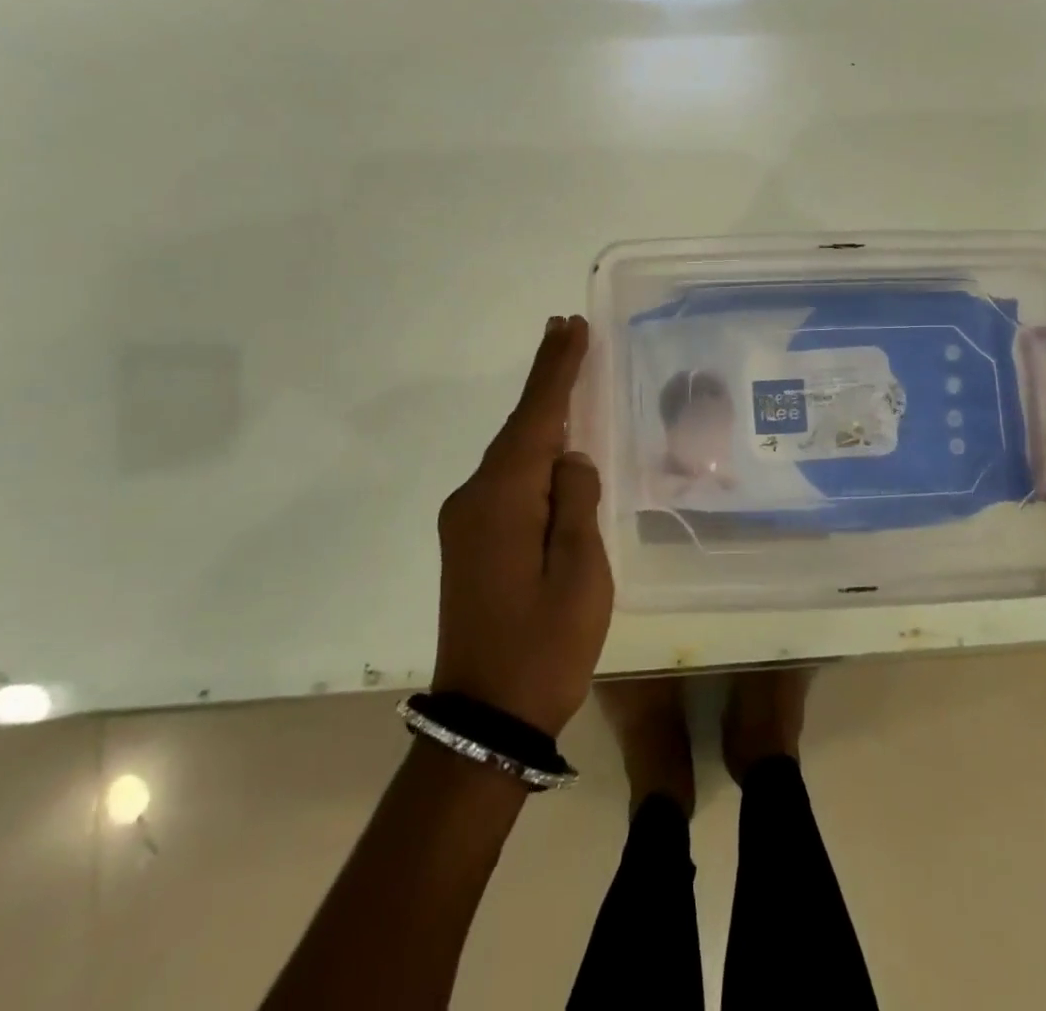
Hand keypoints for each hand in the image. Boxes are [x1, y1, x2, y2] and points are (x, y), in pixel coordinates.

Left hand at [432, 316, 613, 736]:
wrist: (485, 719)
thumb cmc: (545, 644)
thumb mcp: (581, 572)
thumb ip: (576, 502)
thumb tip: (570, 458)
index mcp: (503, 497)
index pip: (536, 416)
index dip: (556, 368)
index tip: (569, 325)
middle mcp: (474, 497)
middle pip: (519, 426)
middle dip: (547, 379)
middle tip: (569, 332)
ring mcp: (464, 520)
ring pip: (511, 454)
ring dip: (540, 415)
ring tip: (567, 377)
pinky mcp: (467, 541)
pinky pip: (505, 480)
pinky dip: (530, 453)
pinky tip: (552, 447)